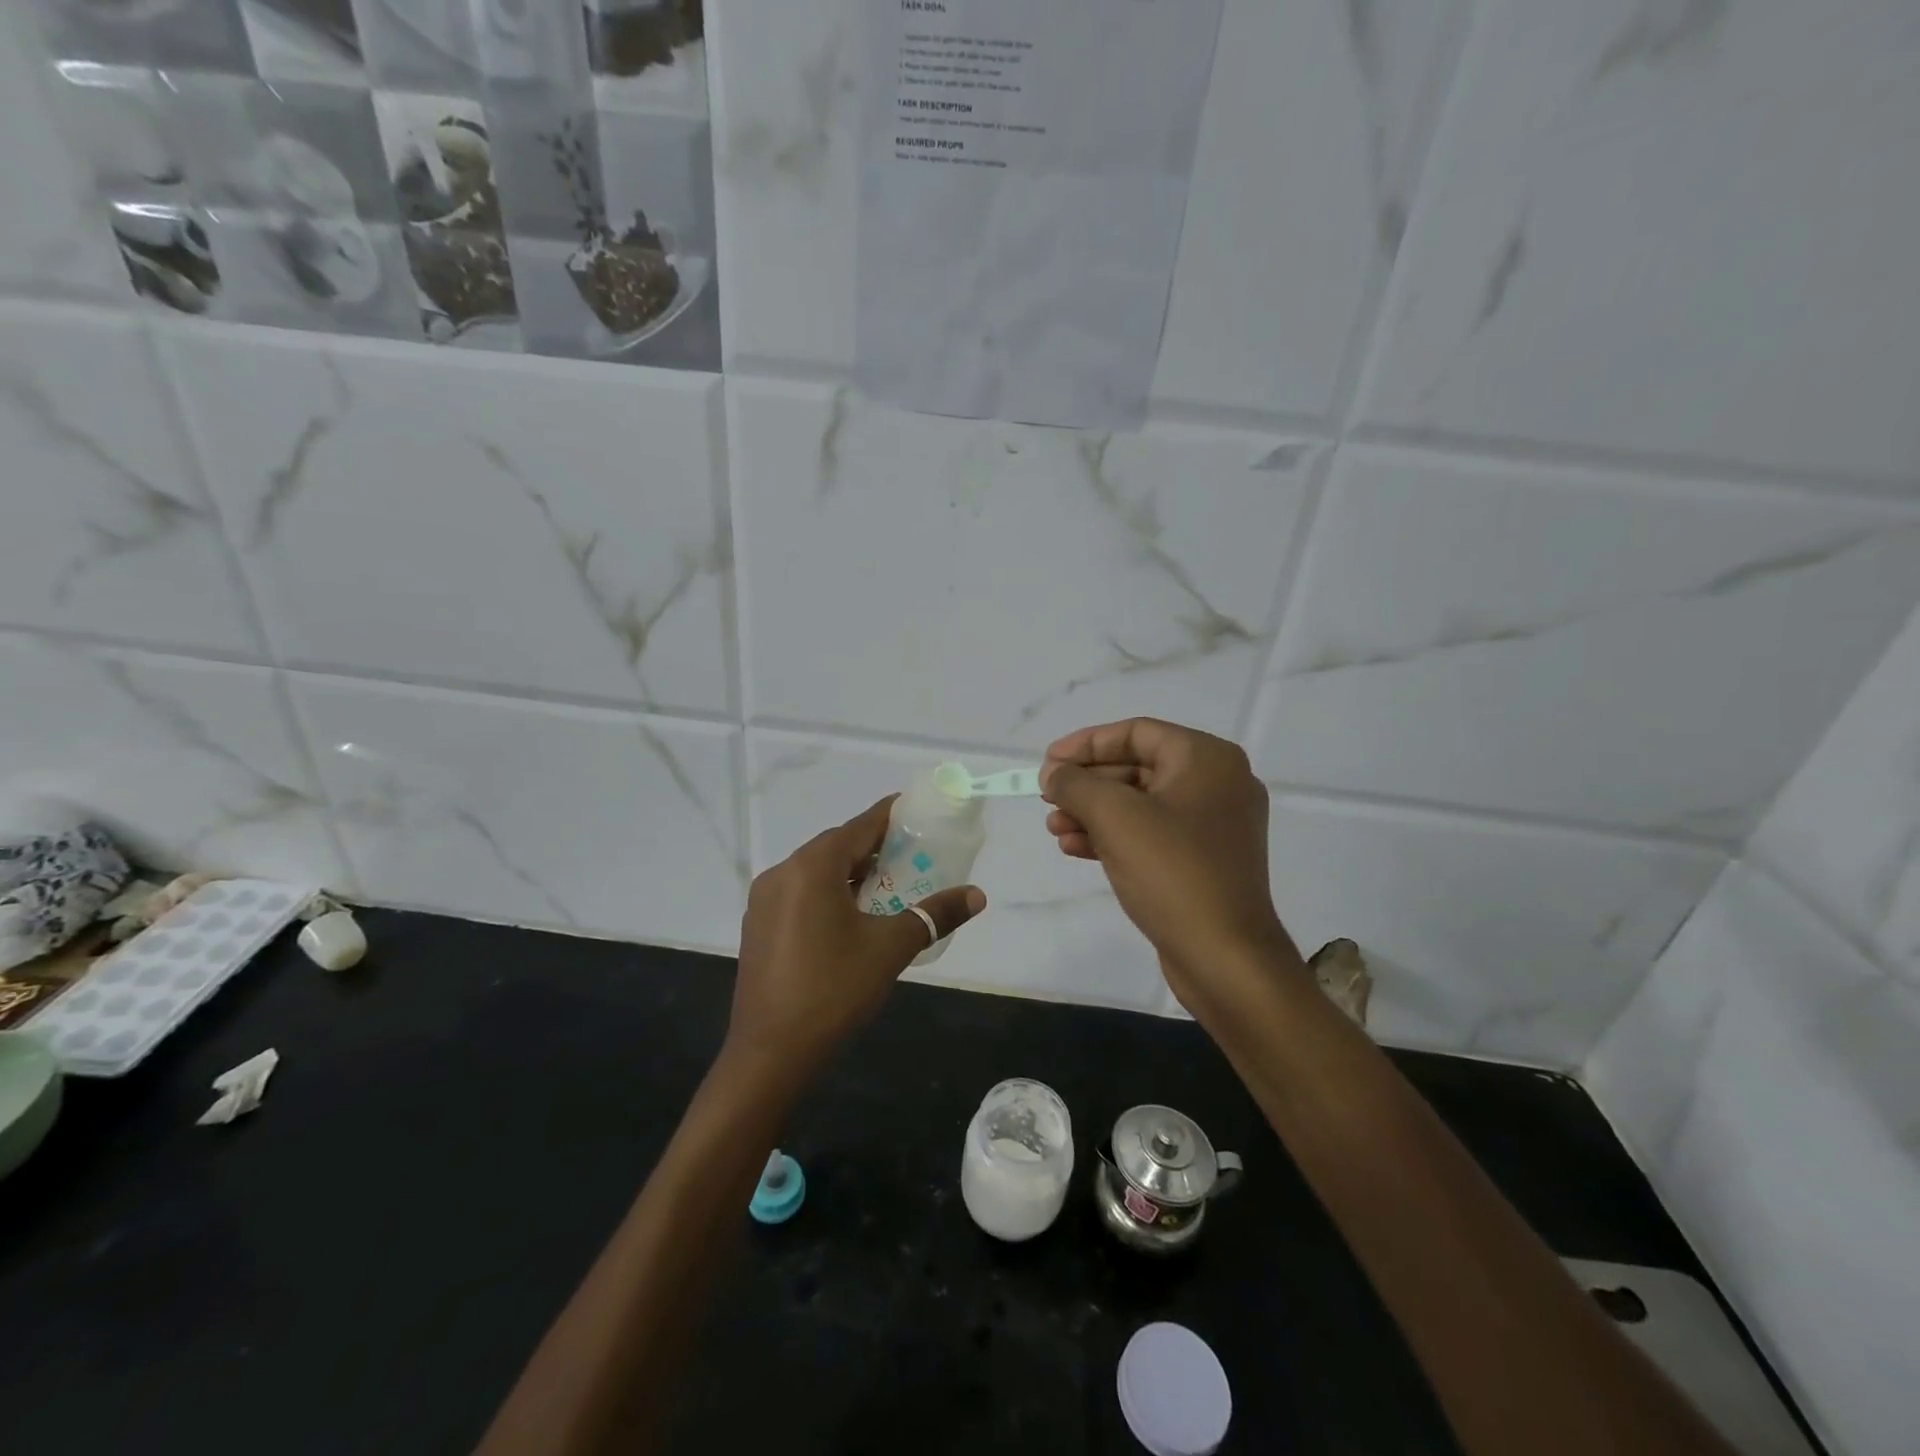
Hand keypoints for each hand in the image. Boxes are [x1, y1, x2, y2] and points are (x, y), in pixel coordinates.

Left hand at [727, 796, 985, 1081]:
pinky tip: (850, 916)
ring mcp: (764, 900)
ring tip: (888, 884)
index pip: (860, 826)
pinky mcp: (758, 925)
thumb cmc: (834, 990)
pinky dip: (828, 892)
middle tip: (912, 854)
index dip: (890, 815)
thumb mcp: (891, 948)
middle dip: (874, 846)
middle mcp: (782, 872)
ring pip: (816, 871)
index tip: (917, 810)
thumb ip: (934, 914)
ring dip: (851, 872)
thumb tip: (977, 895)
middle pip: (836, 846)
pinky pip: (800, 893)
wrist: (770, 1053)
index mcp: (812, 867)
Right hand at [1041, 719, 1295, 1005]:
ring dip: (1093, 812)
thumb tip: (1053, 771)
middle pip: (1137, 767)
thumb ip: (1076, 784)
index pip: (1136, 732)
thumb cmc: (1172, 873)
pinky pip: (1151, 834)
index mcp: (1207, 759)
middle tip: (1046, 797)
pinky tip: (1074, 848)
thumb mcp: (1115, 817)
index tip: (1048, 762)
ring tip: (1053, 827)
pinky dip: (1113, 837)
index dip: (1086, 743)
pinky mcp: (1203, 861)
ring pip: (1140, 804)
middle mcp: (1217, 784)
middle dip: (1087, 783)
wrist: (1226, 959)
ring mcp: (1213, 826)